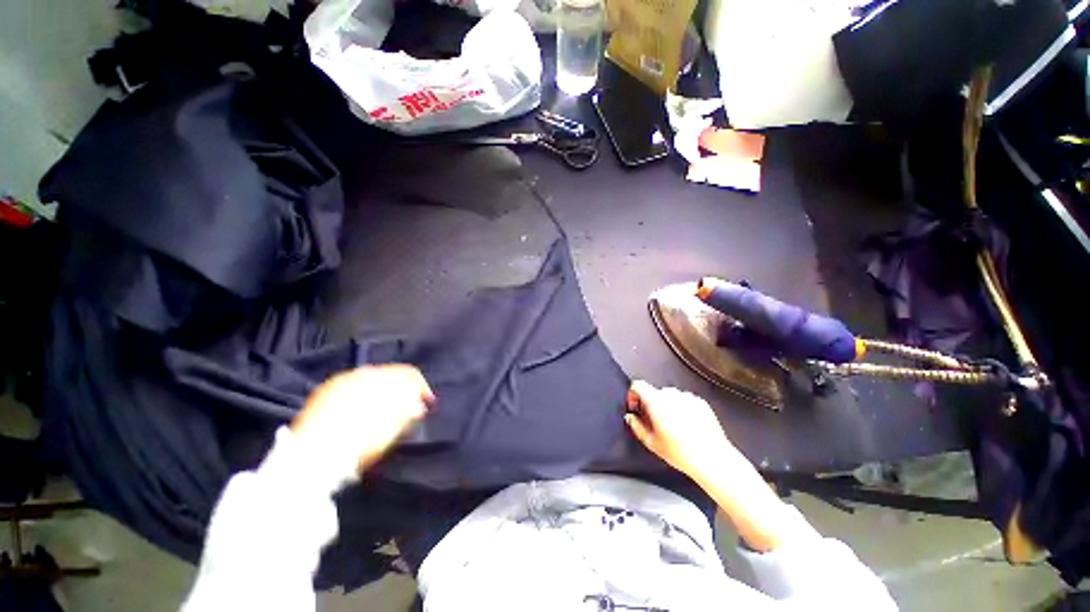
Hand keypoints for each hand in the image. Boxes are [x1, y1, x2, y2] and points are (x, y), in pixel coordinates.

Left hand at [292, 365, 433, 473]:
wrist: (310, 458)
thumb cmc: (358, 442)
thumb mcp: (391, 429)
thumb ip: (408, 411)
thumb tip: (418, 405)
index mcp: (381, 379)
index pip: (410, 374)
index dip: (422, 387)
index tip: (427, 403)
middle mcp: (361, 373)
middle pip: (390, 374)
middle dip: (402, 389)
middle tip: (408, 407)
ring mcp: (341, 381)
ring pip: (370, 379)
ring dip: (383, 390)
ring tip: (385, 409)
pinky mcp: (324, 391)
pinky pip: (352, 386)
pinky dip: (363, 394)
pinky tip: (362, 409)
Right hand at [624, 380, 734, 479]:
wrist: (712, 458)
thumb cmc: (680, 452)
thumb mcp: (651, 442)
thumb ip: (636, 426)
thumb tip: (630, 417)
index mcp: (656, 401)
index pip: (638, 385)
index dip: (633, 394)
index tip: (635, 406)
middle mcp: (671, 394)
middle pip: (654, 392)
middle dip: (651, 404)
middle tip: (654, 421)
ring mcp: (687, 396)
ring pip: (670, 396)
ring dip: (667, 405)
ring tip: (673, 425)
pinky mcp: (700, 402)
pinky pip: (685, 400)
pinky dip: (682, 408)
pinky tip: (686, 425)